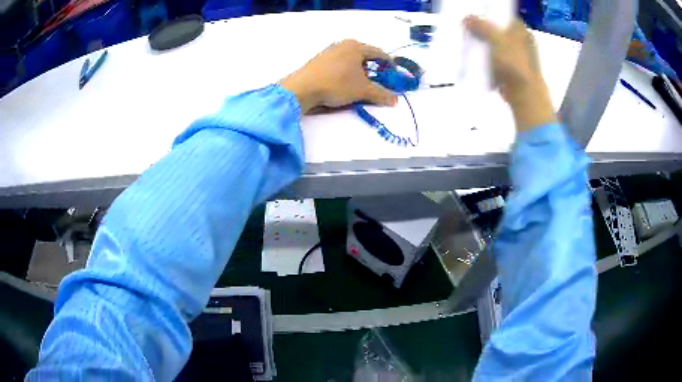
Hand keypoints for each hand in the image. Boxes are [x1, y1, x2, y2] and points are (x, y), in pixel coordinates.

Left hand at [279, 40, 397, 113]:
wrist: (302, 88)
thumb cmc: (336, 84)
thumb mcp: (362, 90)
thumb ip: (381, 94)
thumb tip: (395, 100)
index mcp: (356, 46)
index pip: (380, 54)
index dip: (390, 65)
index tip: (394, 77)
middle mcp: (343, 45)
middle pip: (365, 56)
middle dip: (374, 70)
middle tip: (379, 83)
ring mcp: (330, 51)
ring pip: (352, 61)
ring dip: (360, 72)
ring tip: (361, 86)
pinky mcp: (320, 60)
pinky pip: (340, 64)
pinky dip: (347, 73)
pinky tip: (344, 85)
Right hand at [464, 16, 556, 131]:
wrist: (524, 94)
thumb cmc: (514, 64)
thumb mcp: (496, 39)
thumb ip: (481, 26)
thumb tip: (466, 18)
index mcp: (522, 31)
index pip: (503, 16)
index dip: (489, 14)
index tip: (474, 14)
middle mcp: (522, 42)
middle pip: (498, 30)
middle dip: (483, 29)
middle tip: (468, 27)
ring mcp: (518, 58)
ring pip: (496, 46)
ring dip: (484, 45)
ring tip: (469, 41)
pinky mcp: (513, 71)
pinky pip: (496, 60)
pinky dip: (487, 59)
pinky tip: (476, 58)